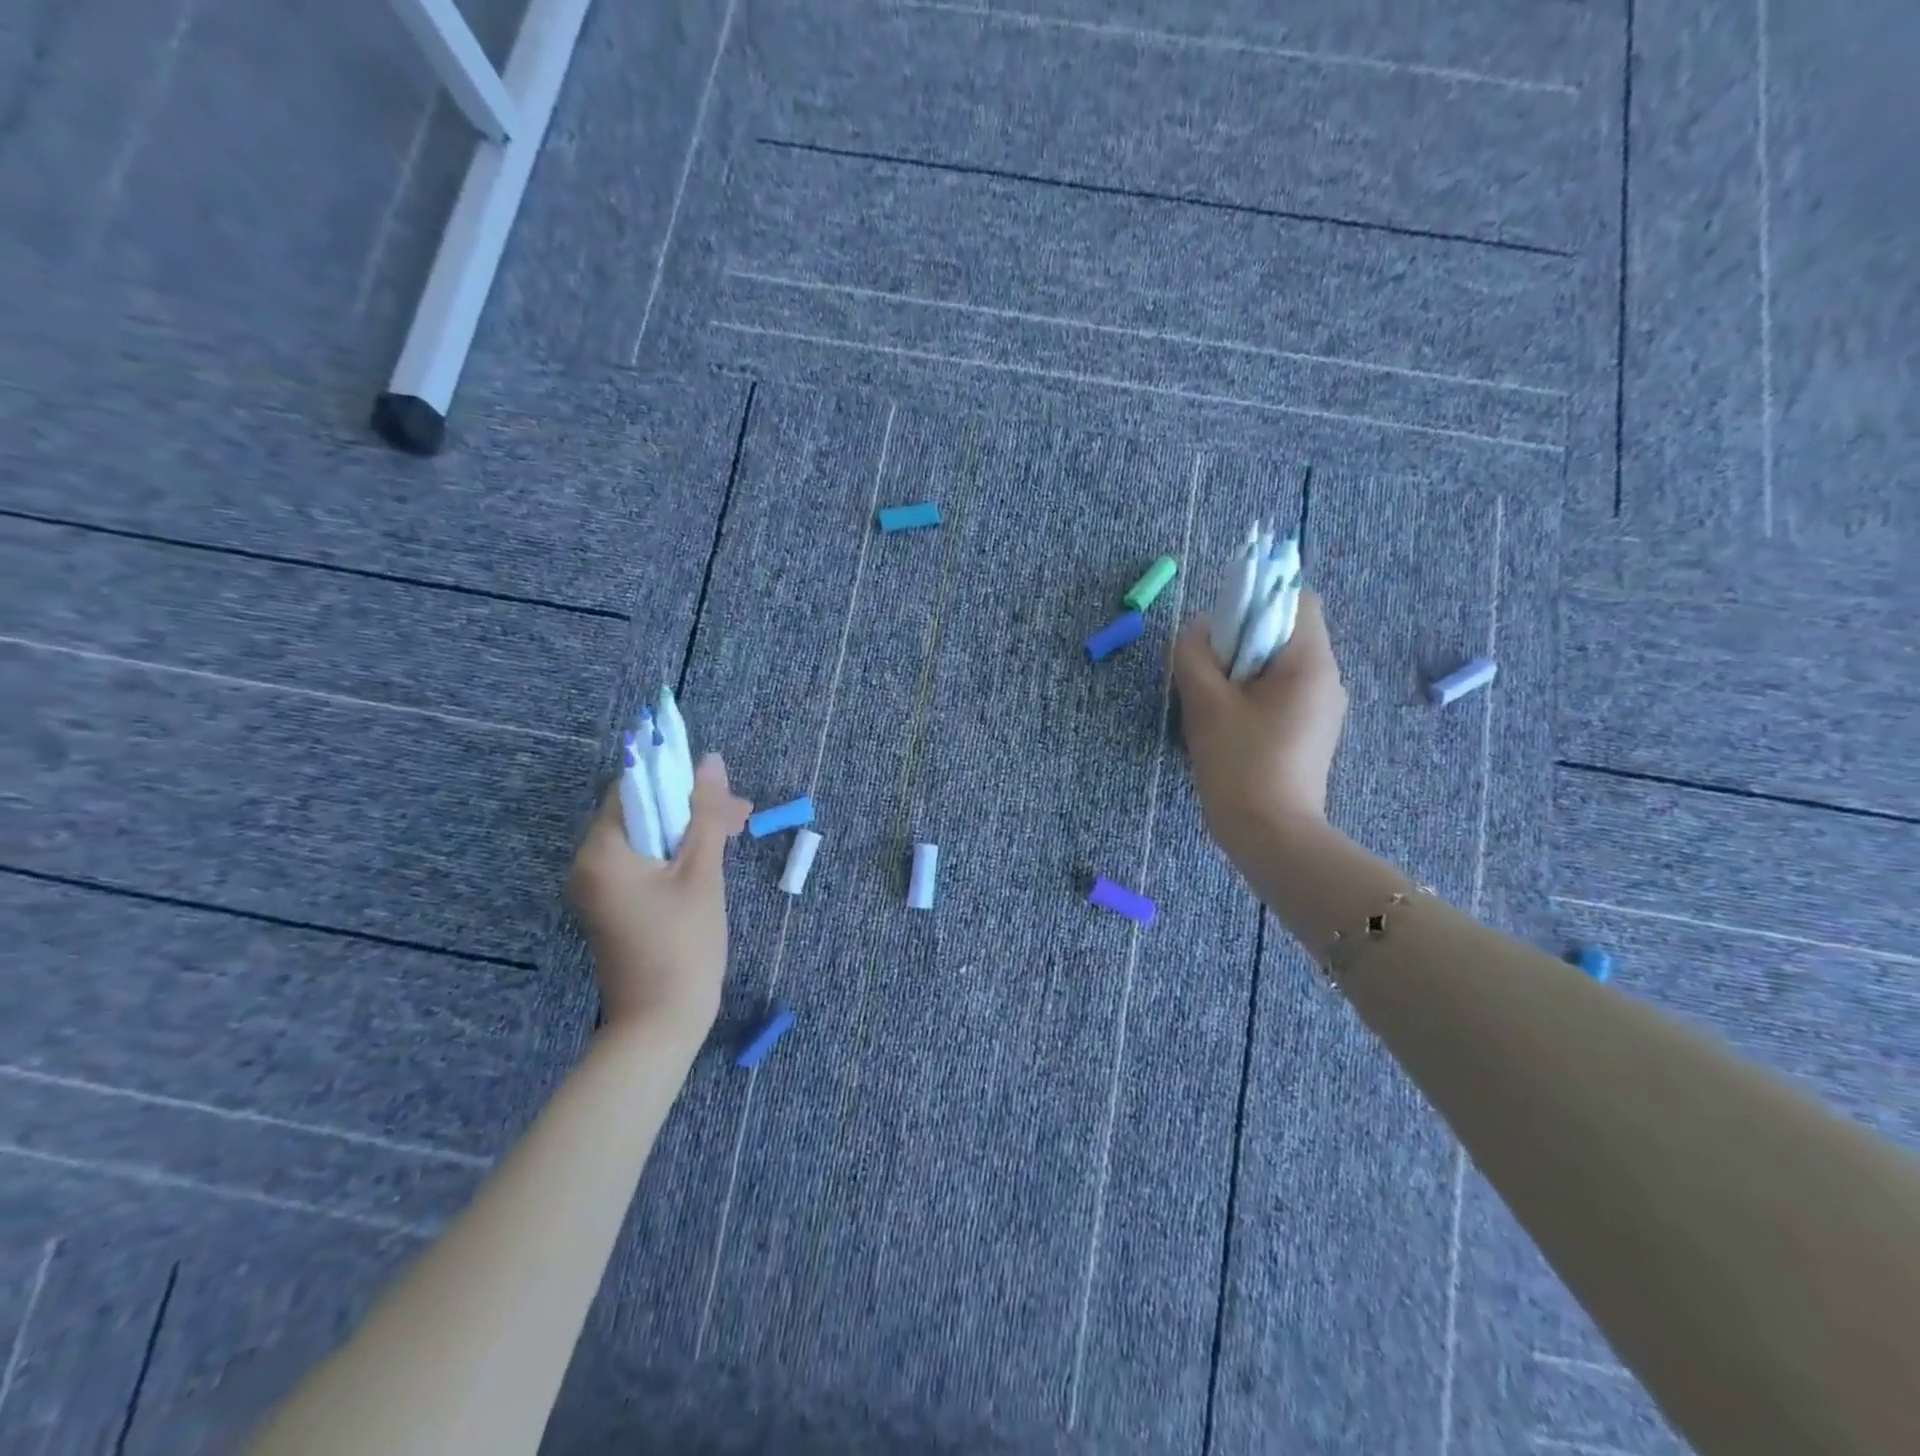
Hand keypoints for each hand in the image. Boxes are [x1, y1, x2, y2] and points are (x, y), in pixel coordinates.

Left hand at [566, 753, 751, 1043]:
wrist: (660, 1024)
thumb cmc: (684, 945)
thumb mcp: (702, 872)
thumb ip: (706, 814)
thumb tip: (712, 761)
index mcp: (602, 851)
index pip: (635, 787)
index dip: (679, 779)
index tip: (723, 790)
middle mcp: (588, 864)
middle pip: (642, 811)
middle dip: (692, 807)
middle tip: (741, 817)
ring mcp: (597, 887)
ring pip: (647, 837)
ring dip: (689, 830)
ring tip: (734, 835)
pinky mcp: (612, 905)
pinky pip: (643, 862)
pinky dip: (675, 854)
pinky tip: (710, 858)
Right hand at [1172, 588, 1347, 855]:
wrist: (1270, 836)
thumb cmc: (1239, 762)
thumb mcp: (1204, 702)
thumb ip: (1194, 653)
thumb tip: (1198, 627)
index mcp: (1312, 663)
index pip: (1296, 600)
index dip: (1256, 602)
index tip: (1221, 631)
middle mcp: (1328, 680)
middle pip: (1286, 634)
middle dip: (1242, 642)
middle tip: (1208, 672)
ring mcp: (1323, 710)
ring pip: (1280, 668)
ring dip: (1244, 673)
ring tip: (1213, 704)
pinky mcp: (1311, 735)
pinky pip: (1282, 696)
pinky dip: (1254, 698)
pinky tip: (1228, 727)